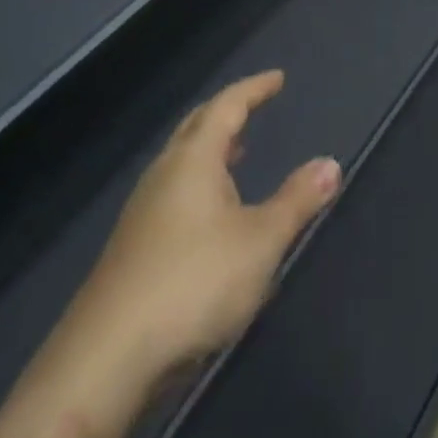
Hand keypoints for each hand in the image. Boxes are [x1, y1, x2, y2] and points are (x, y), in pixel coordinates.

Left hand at [14, 71, 340, 430]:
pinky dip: (199, 183)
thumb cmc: (193, 284)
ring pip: (181, 162)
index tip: (277, 78)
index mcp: (194, 160)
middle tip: (253, 105)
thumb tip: (330, 164)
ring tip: (238, 154)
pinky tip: (211, 216)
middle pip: (196, 127)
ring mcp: (143, 212)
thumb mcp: (260, 242)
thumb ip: (297, 201)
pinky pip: (172, 193)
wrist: (106, 359)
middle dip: (227, 112)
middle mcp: (164, 175)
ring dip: (211, 150)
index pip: (227, 107)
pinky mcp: (133, 248)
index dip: (254, 89)